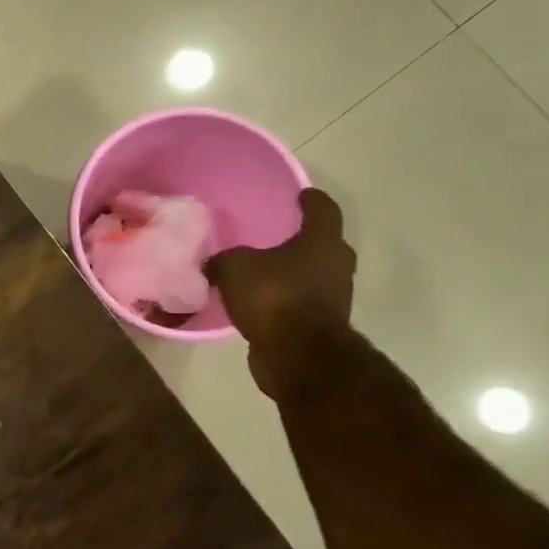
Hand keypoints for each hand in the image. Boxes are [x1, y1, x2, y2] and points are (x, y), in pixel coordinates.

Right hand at [206, 188, 355, 397]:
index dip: (312, 200)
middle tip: (278, 237)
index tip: (302, 194)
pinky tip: (260, 303)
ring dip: (293, 274)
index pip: (323, 210)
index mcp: (321, 242)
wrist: (296, 354)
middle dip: (303, 240)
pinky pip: (301, 304)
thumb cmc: (273, 296)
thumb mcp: (234, 268)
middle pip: (324, 245)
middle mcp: (335, 266)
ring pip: (314, 276)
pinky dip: (285, 300)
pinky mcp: (321, 326)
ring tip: (263, 273)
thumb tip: (213, 264)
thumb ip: (222, 260)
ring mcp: (333, 298)